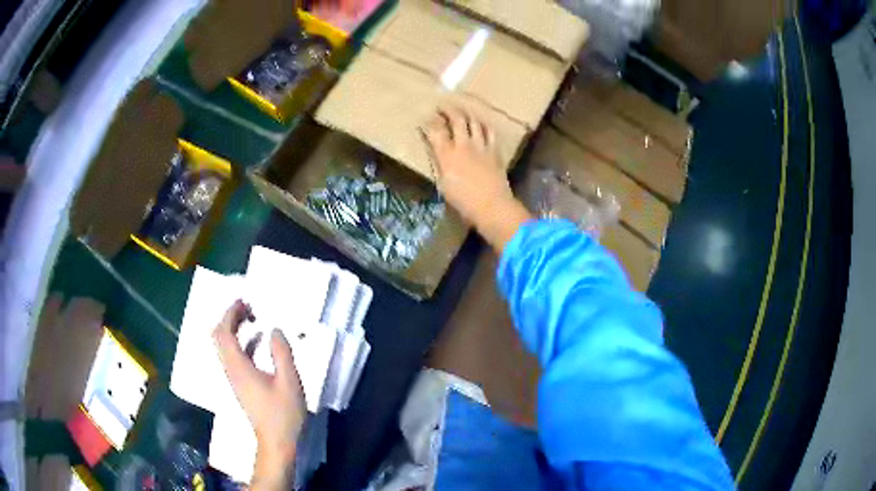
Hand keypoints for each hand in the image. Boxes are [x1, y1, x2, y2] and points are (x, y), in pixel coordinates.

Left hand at [213, 300, 304, 489]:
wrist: (276, 442)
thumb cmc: (283, 413)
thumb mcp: (289, 381)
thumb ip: (282, 353)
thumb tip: (274, 330)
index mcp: (239, 367)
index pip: (224, 333)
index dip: (230, 314)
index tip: (243, 301)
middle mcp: (231, 370)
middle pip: (219, 337)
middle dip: (229, 318)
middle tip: (248, 308)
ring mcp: (233, 378)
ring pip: (224, 346)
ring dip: (233, 329)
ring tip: (252, 319)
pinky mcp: (239, 384)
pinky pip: (232, 356)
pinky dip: (240, 342)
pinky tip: (257, 342)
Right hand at [422, 107, 531, 252]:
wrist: (492, 206)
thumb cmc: (463, 202)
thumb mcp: (443, 184)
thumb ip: (439, 164)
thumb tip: (436, 152)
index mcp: (447, 155)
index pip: (435, 131)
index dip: (429, 122)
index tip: (424, 118)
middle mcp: (464, 145)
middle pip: (456, 120)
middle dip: (448, 110)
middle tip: (442, 105)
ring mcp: (481, 146)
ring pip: (474, 122)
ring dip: (466, 113)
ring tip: (461, 110)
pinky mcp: (494, 151)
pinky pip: (489, 132)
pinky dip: (484, 125)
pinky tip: (481, 123)